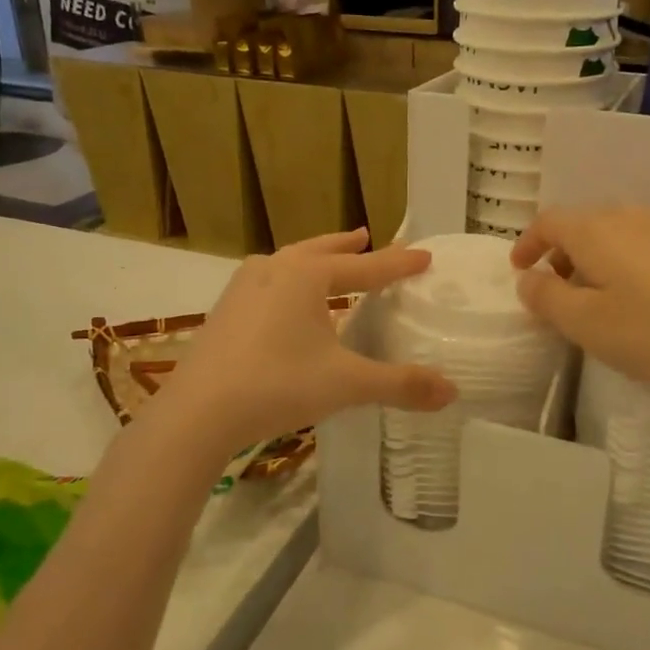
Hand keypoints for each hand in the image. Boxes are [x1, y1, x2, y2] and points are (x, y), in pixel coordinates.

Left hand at [161, 228, 455, 453]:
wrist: (197, 413)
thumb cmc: (277, 385)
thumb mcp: (347, 384)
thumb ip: (400, 384)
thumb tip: (452, 392)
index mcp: (307, 274)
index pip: (367, 266)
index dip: (399, 263)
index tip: (424, 255)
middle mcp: (275, 269)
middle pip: (322, 250)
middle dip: (349, 246)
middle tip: (368, 236)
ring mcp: (244, 287)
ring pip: (290, 262)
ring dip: (314, 258)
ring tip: (329, 258)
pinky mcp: (225, 310)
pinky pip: (268, 282)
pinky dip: (288, 281)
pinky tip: (285, 300)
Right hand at [511, 207, 649, 398]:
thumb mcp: (586, 324)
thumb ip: (547, 298)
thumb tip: (528, 279)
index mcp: (595, 230)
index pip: (549, 222)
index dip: (527, 243)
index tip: (519, 269)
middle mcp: (629, 215)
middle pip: (583, 225)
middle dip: (561, 254)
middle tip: (557, 291)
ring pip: (616, 233)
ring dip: (596, 258)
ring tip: (600, 296)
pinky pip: (646, 242)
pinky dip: (628, 260)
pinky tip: (644, 294)